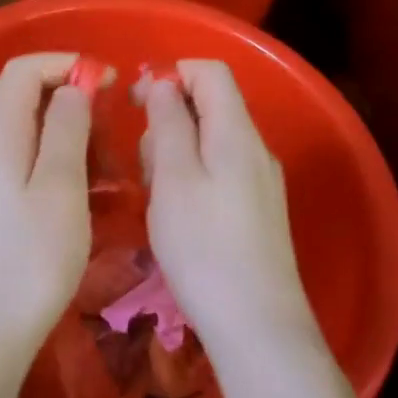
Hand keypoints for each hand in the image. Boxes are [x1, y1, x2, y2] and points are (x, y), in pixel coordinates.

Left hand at [0, 53, 93, 375]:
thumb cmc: (29, 260)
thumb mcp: (60, 187)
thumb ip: (66, 128)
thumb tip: (72, 86)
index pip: (24, 69)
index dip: (67, 64)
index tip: (109, 83)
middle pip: (22, 97)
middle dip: (71, 100)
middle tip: (112, 133)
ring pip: (26, 132)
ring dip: (67, 135)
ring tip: (105, 170)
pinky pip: (22, 163)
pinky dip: (55, 164)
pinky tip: (83, 196)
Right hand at [139, 60, 317, 358]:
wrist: (257, 325)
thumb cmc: (204, 248)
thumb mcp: (173, 178)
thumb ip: (168, 123)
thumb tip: (165, 83)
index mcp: (236, 132)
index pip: (210, 72)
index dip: (171, 74)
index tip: (136, 103)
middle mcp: (255, 148)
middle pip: (209, 106)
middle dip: (168, 121)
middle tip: (145, 166)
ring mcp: (260, 180)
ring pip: (210, 141)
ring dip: (176, 153)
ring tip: (157, 197)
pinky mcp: (257, 209)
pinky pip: (219, 171)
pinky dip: (191, 178)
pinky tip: (177, 216)